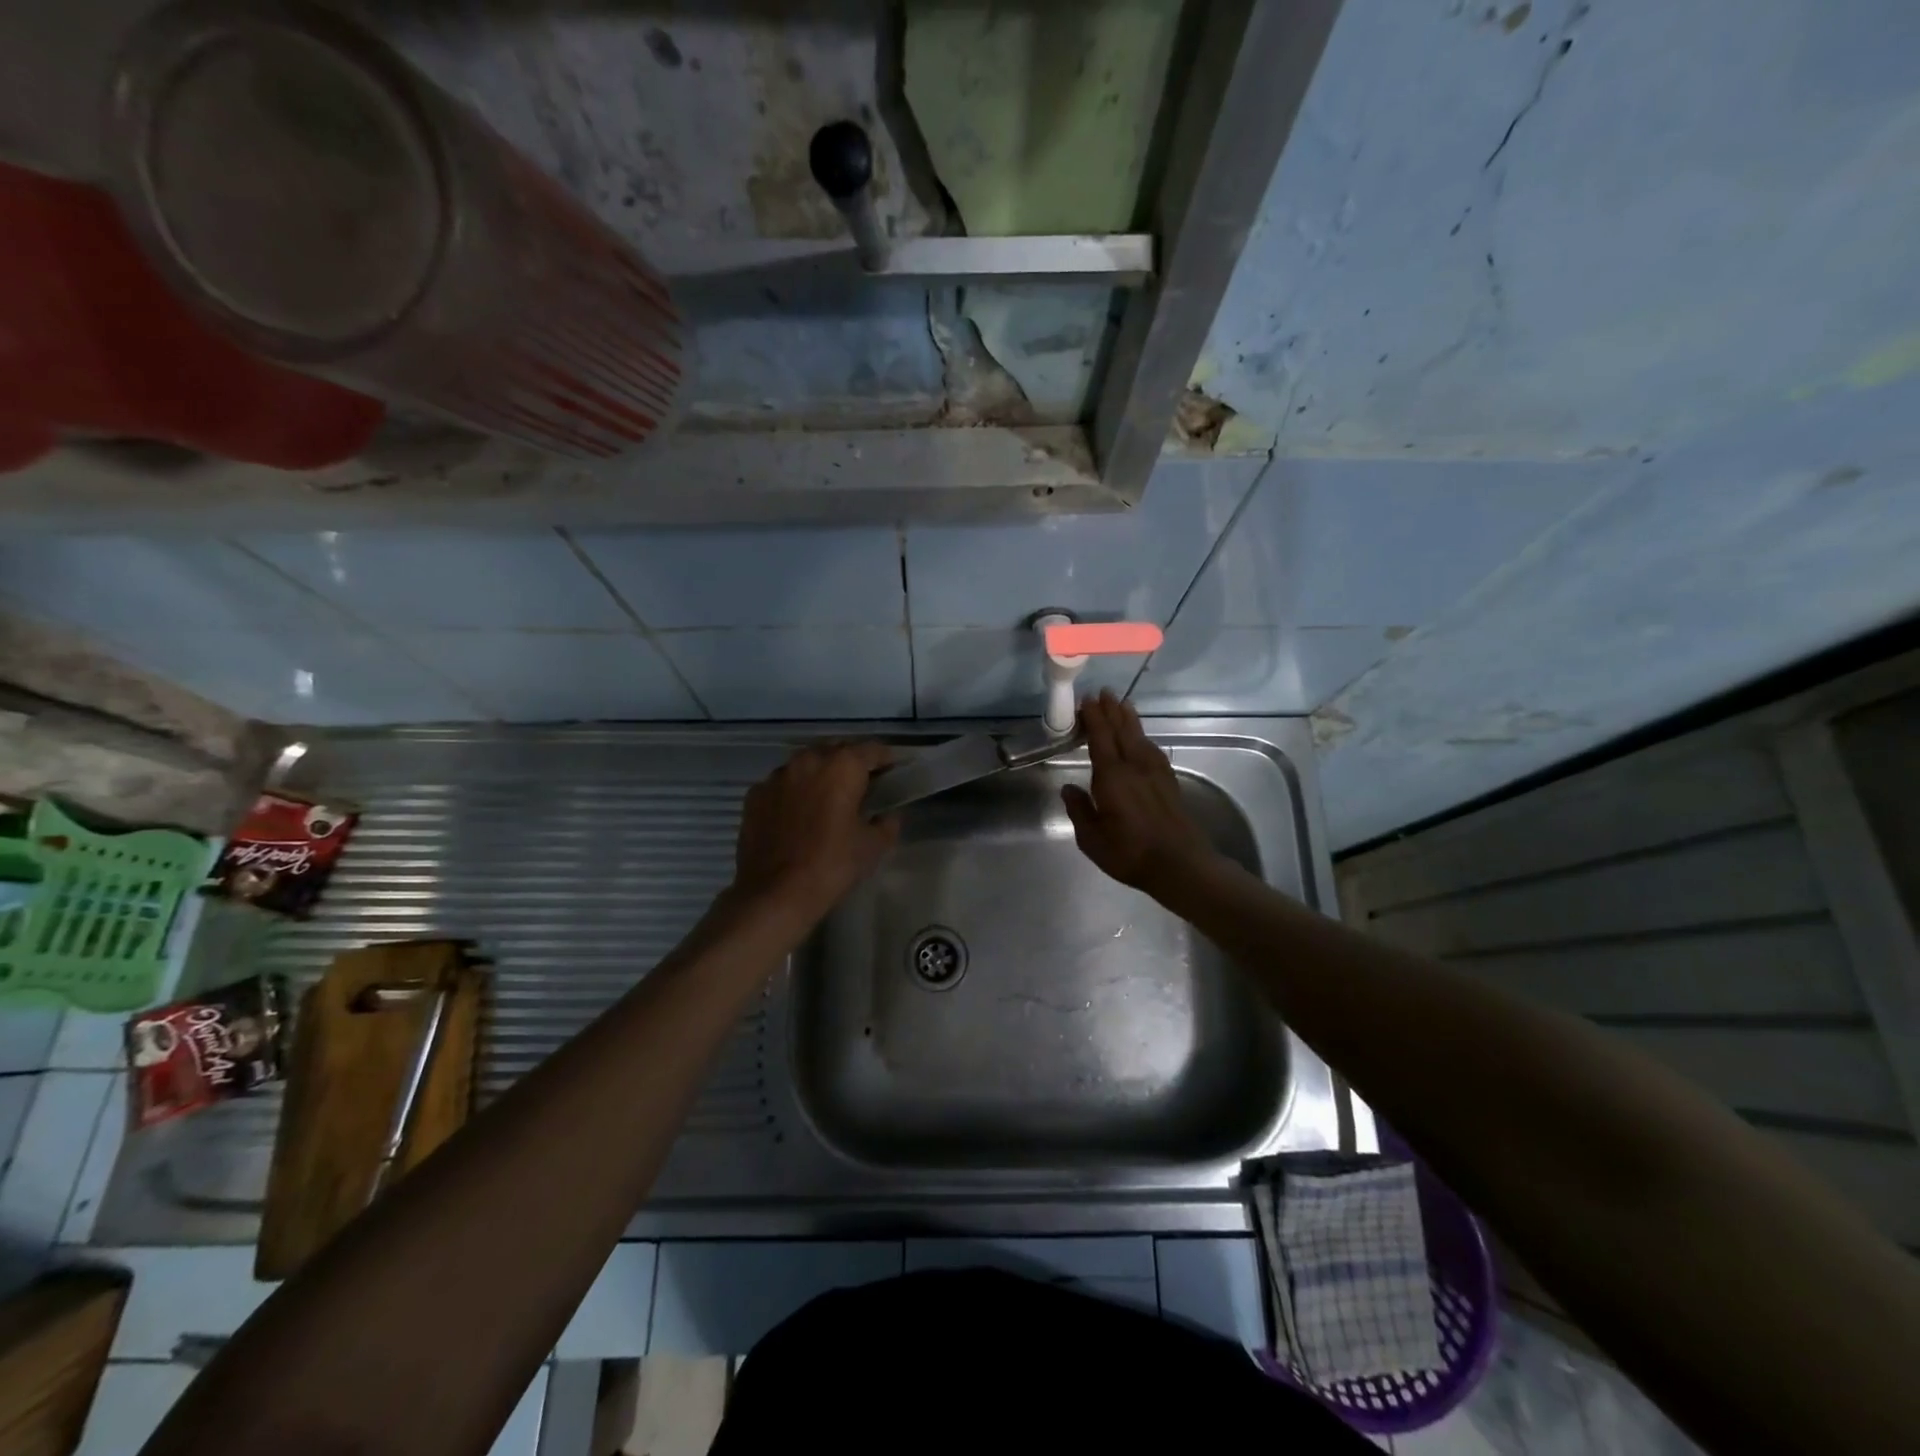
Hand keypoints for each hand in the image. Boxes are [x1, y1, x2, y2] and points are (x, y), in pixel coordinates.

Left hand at [731, 741, 898, 923]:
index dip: (886, 759)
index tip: (893, 771)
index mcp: (842, 766)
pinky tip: (797, 813)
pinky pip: (782, 783)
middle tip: (861, 785)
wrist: (774, 893)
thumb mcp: (872, 847)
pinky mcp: (755, 795)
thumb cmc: (831, 865)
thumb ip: (886, 824)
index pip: (872, 750)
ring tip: (827, 797)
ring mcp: (777, 776)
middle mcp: (808, 760)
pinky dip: (794, 791)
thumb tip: (888, 816)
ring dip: (819, 774)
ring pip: (805, 763)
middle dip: (850, 763)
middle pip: (836, 750)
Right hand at [1061, 691, 1217, 896]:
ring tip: (1122, 703)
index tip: (1087, 700)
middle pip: (1122, 731)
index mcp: (1112, 777)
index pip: (1101, 739)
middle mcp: (1134, 767)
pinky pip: (1152, 750)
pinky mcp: (1168, 782)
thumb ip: (1079, 810)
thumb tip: (1068, 788)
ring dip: (1129, 719)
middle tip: (1103, 692)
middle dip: (1111, 711)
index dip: (1094, 718)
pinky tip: (1142, 738)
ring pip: (1140, 737)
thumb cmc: (1130, 853)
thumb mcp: (1092, 839)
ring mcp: (1154, 773)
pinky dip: (1144, 737)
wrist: (1179, 864)